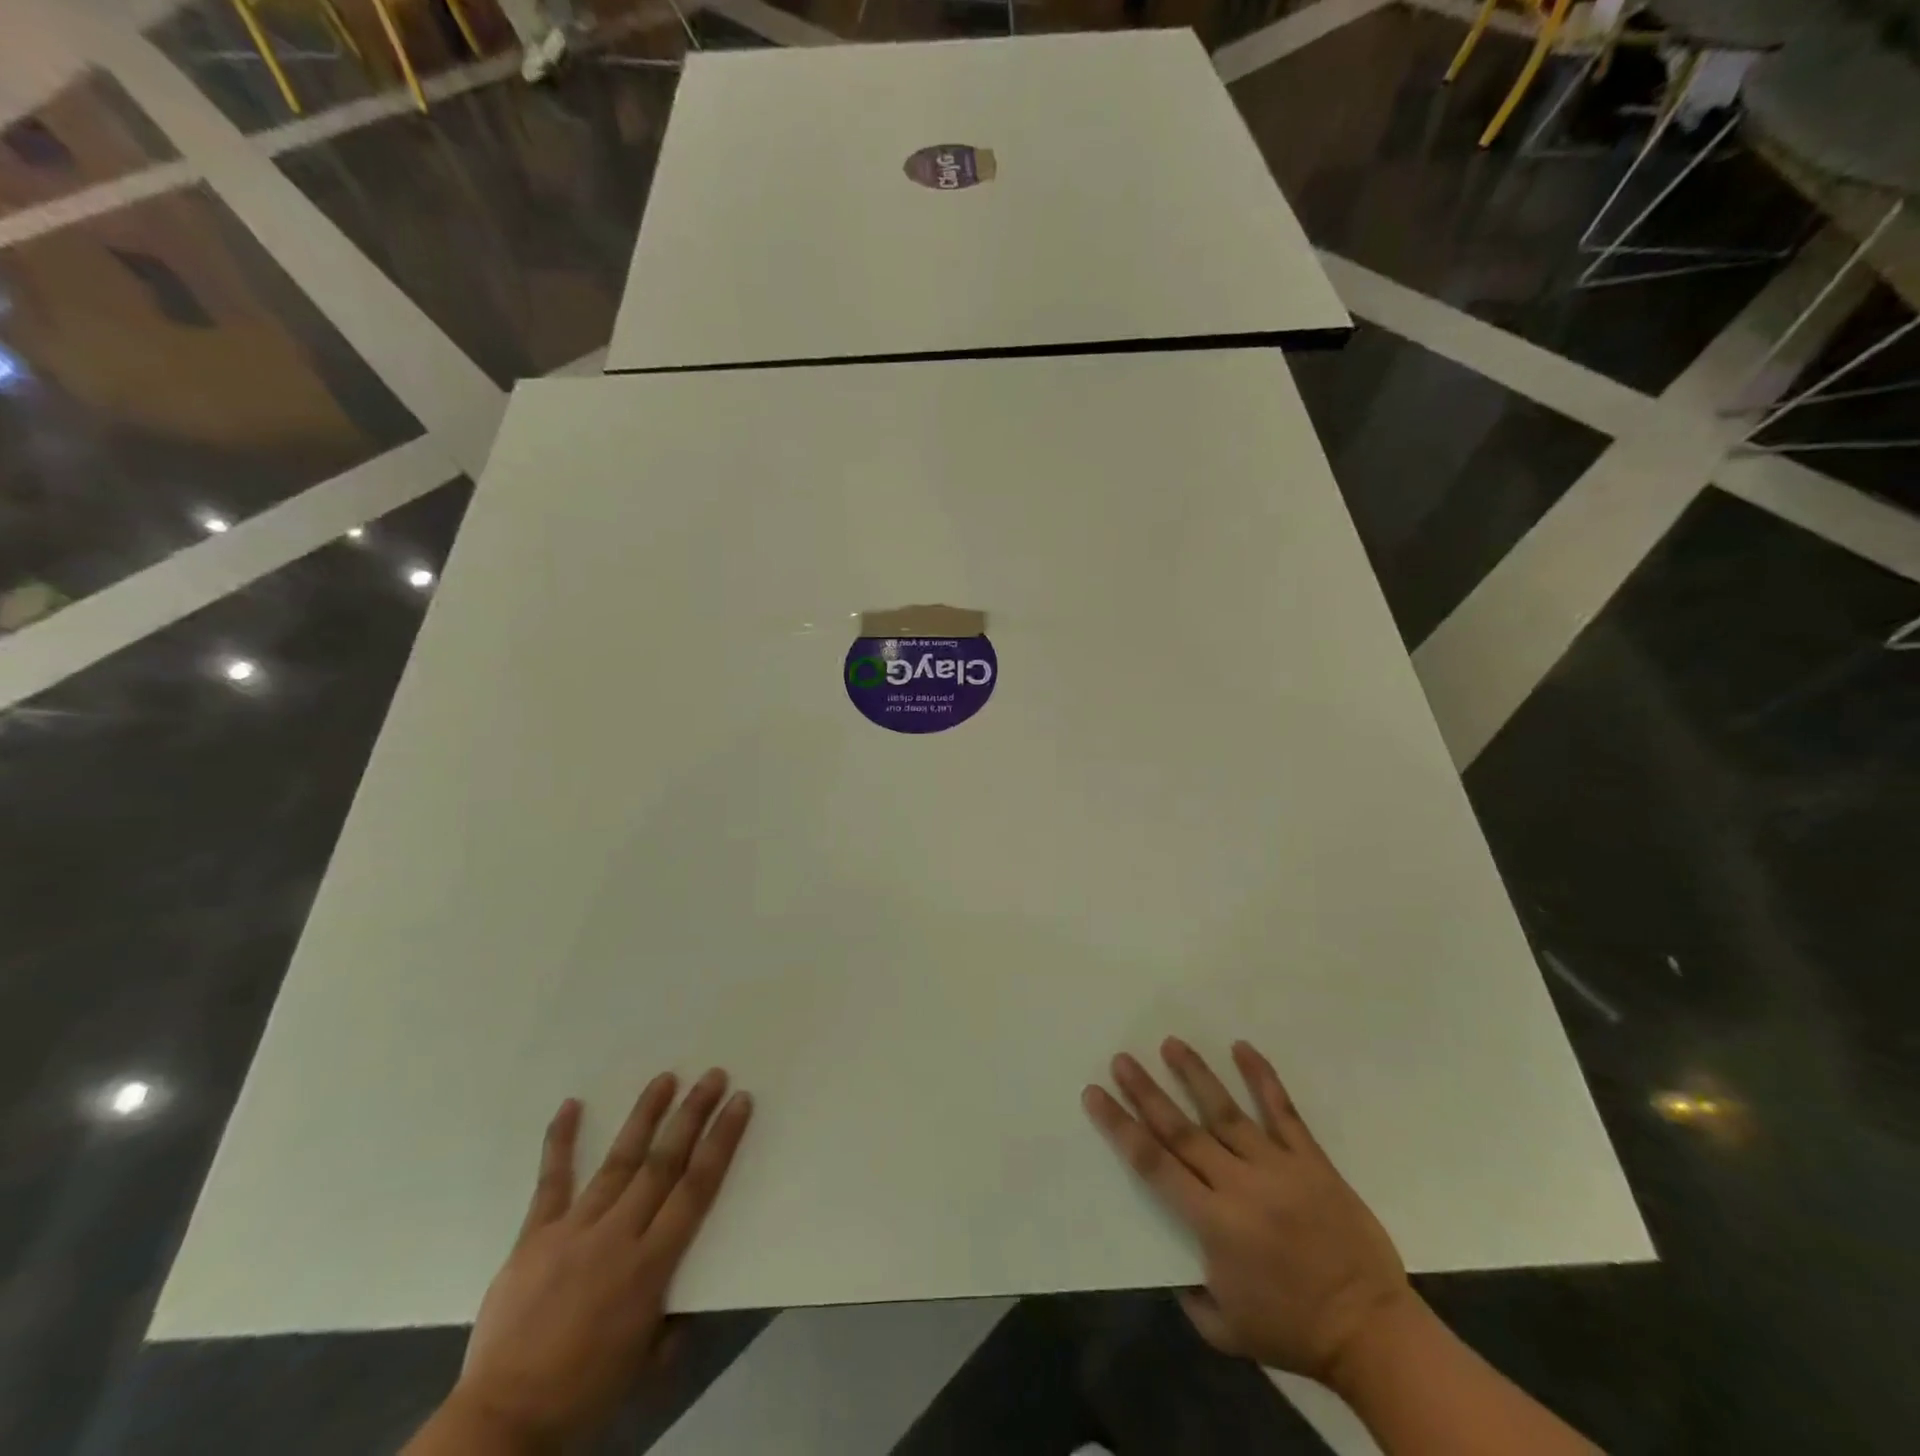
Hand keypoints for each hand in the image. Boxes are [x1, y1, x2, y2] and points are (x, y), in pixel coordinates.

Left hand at [447, 1070, 752, 1448]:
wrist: (501, 1422)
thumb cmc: (584, 1392)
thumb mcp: (646, 1363)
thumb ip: (673, 1320)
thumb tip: (688, 1293)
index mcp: (649, 1266)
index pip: (696, 1189)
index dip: (721, 1142)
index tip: (739, 1102)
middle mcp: (617, 1236)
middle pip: (663, 1163)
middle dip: (691, 1115)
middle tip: (713, 1075)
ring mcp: (573, 1229)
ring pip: (618, 1160)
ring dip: (644, 1116)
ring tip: (665, 1078)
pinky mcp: (534, 1235)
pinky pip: (551, 1181)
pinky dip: (560, 1141)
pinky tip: (570, 1105)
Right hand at [1083, 1038, 1415, 1385]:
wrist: (1374, 1334)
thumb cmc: (1295, 1333)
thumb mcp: (1227, 1332)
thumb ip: (1191, 1296)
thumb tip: (1173, 1258)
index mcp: (1214, 1225)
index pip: (1154, 1164)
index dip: (1121, 1127)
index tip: (1095, 1094)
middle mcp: (1239, 1186)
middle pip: (1182, 1129)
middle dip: (1147, 1092)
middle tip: (1122, 1058)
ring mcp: (1278, 1168)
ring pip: (1226, 1111)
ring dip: (1195, 1075)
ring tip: (1171, 1043)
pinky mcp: (1311, 1162)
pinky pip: (1283, 1112)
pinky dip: (1262, 1078)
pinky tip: (1243, 1048)